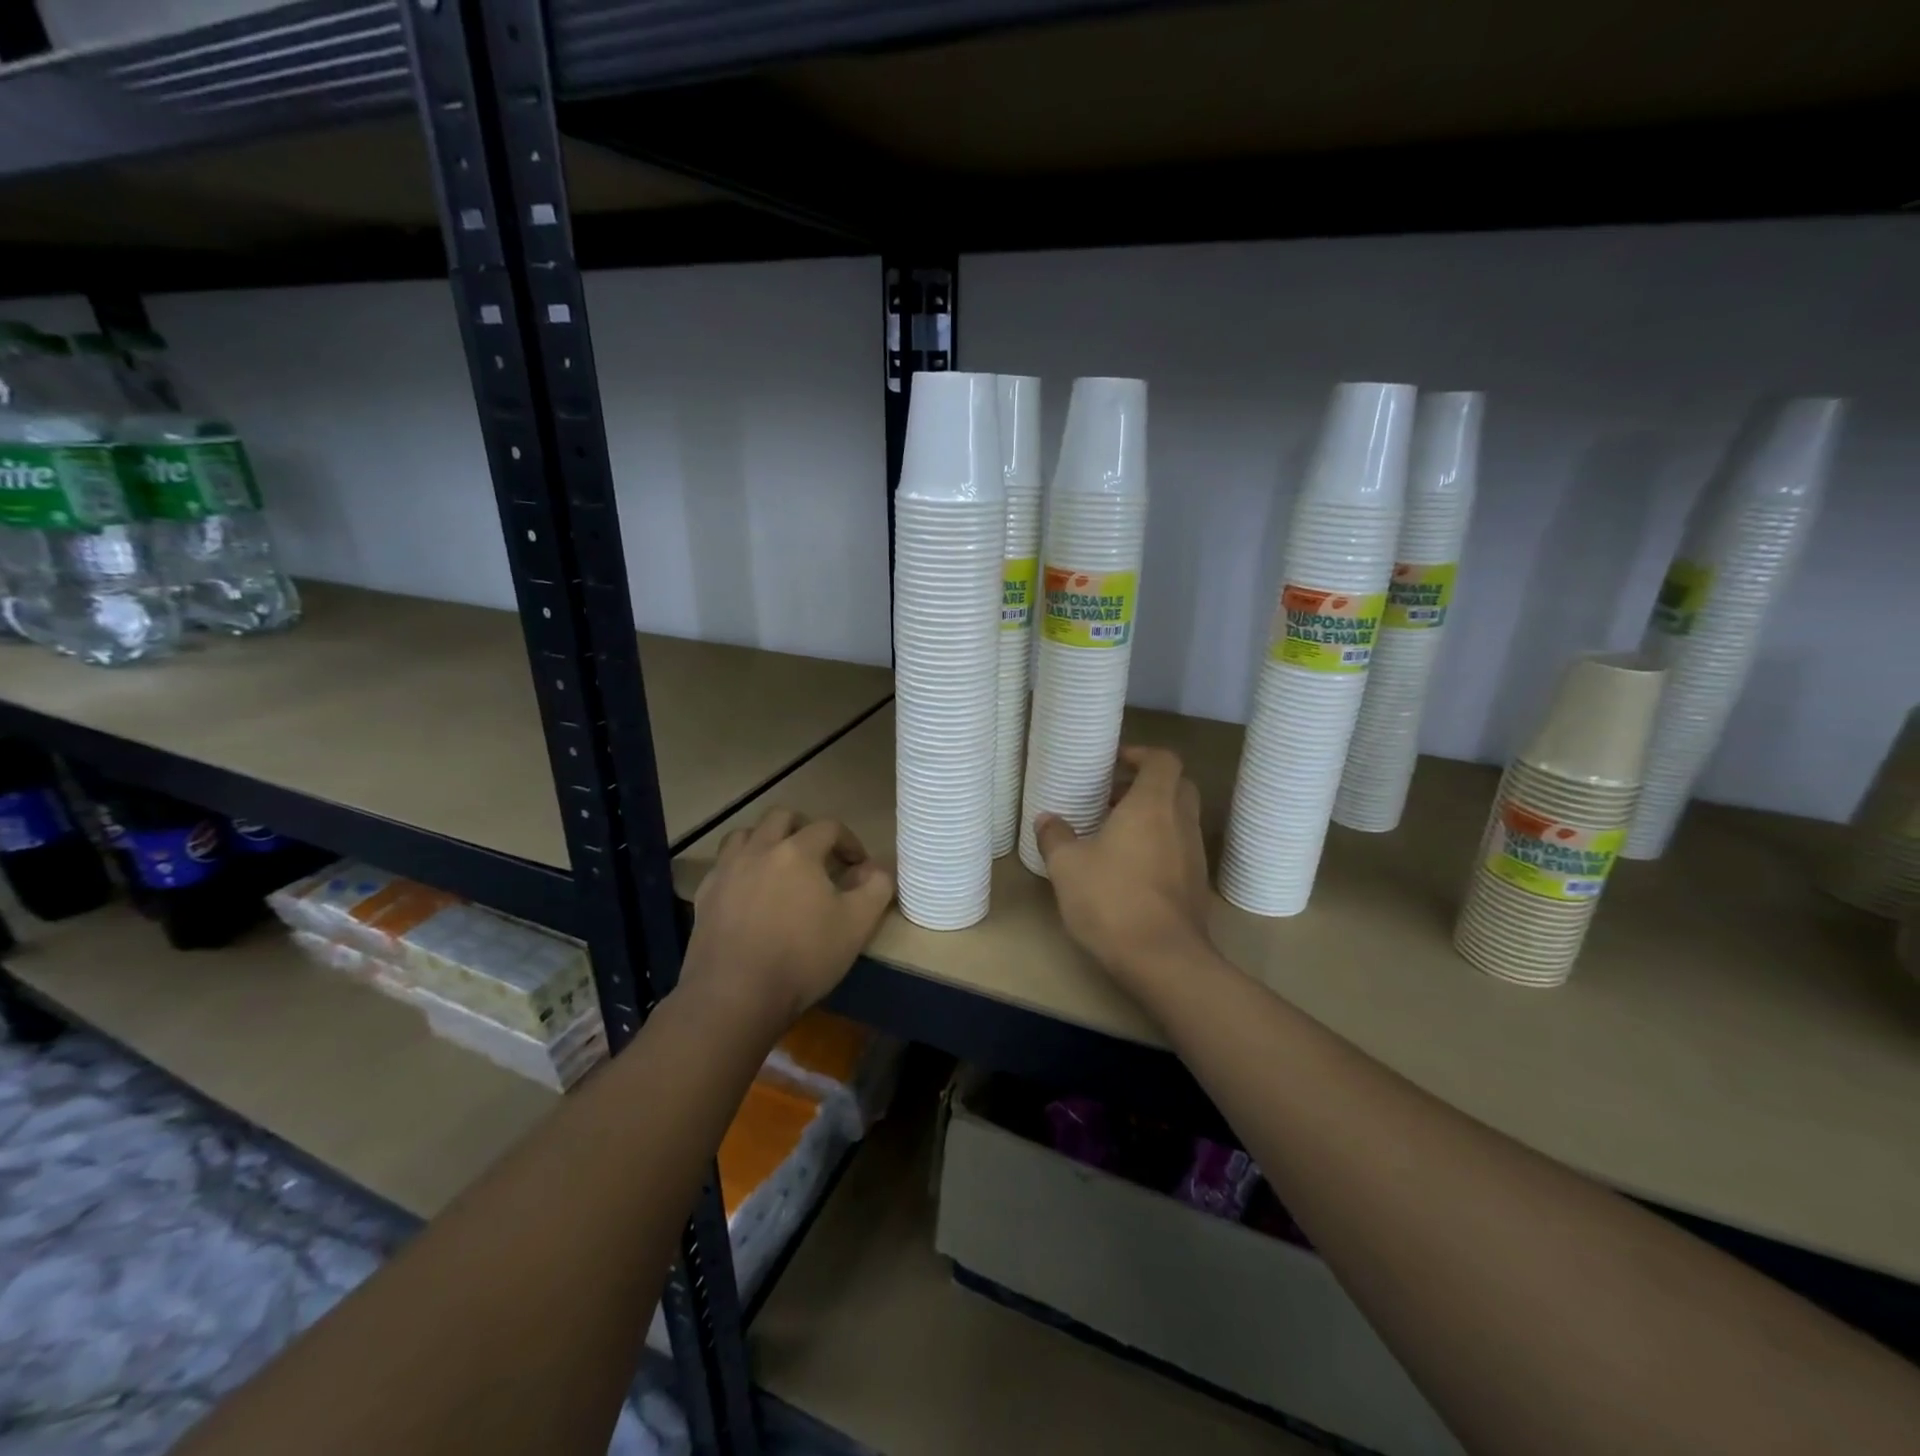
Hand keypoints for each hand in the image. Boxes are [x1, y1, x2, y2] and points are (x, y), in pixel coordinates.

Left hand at [684, 811, 894, 1029]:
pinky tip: (749, 892)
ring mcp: (726, 871)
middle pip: (781, 817)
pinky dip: (741, 867)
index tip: (858, 866)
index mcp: (798, 851)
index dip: (849, 841)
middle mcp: (759, 849)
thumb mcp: (857, 925)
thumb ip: (876, 888)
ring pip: (745, 834)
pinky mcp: (705, 895)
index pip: (829, 827)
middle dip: (805, 828)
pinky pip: (723, 865)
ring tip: (779, 865)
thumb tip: (875, 870)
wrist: (735, 995)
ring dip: (766, 840)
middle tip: (818, 855)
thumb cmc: (802, 957)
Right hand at [1035, 745, 1211, 983]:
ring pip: (1179, 819)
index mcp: (1153, 805)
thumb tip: (1047, 818)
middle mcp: (1181, 822)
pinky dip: (1158, 845)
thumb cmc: (1112, 899)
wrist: (1163, 959)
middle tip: (1111, 798)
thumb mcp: (1067, 866)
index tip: (1115, 763)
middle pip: (1177, 785)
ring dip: (1152, 817)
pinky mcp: (1196, 885)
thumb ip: (1055, 836)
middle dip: (1146, 785)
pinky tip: (1128, 869)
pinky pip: (1179, 848)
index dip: (1141, 754)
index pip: (1163, 760)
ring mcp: (1194, 854)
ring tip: (1113, 834)